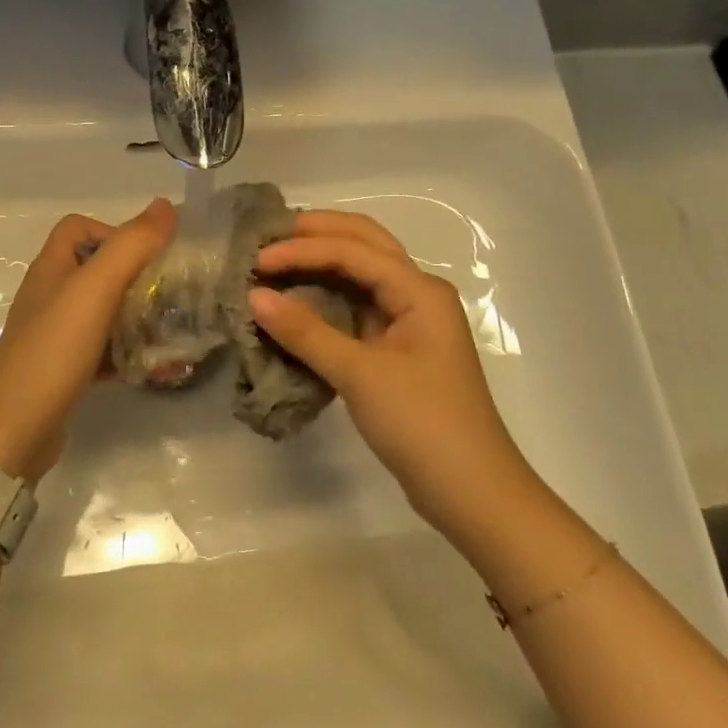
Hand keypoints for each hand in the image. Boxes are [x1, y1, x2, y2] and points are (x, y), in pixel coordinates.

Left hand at [0, 198, 176, 480]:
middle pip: (98, 269)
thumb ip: (131, 245)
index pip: (80, 227)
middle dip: (138, 277)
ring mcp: (56, 335)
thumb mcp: (95, 289)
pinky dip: (128, 353)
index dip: (114, 231)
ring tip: (174, 332)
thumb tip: (165, 205)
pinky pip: (103, 351)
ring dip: (138, 317)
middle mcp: (51, 295)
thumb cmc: (53, 350)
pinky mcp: (65, 370)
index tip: (147, 256)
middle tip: (173, 295)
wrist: (12, 432)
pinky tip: (154, 368)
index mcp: (52, 267)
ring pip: (104, 312)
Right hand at [249, 210, 535, 525]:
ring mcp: (409, 321)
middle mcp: (417, 294)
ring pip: (361, 272)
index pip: (352, 251)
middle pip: (364, 242)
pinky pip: (357, 305)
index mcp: (419, 291)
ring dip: (321, 260)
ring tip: (277, 257)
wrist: (473, 495)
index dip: (301, 250)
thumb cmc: (423, 426)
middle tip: (268, 235)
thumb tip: (254, 296)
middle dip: (317, 232)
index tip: (257, 260)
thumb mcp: (360, 376)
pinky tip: (297, 299)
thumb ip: (306, 332)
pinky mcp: (397, 347)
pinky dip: (326, 295)